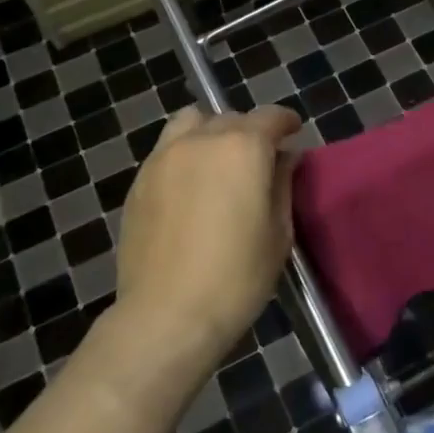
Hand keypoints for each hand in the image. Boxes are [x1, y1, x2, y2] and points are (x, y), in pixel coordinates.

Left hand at [114, 105, 301, 367]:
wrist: (167, 315)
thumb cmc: (236, 277)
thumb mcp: (278, 233)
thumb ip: (282, 184)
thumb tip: (284, 157)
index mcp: (243, 148)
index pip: (270, 117)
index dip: (285, 122)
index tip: (294, 132)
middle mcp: (201, 139)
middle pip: (230, 118)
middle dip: (250, 131)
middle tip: (259, 159)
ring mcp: (164, 156)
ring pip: (191, 122)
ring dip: (210, 131)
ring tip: (218, 161)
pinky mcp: (140, 180)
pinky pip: (167, 149)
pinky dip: (185, 153)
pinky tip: (190, 186)